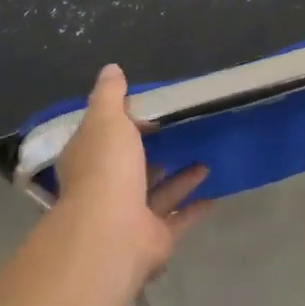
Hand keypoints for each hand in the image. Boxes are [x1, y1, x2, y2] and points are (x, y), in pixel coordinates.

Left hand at [55, 63, 210, 277]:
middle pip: (132, 166)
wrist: (113, 233)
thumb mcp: (106, 119)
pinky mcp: (154, 237)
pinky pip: (179, 219)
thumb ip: (110, 95)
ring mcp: (130, 215)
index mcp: (88, 159)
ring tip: (207, 156)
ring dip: (182, 176)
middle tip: (184, 132)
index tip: (149, 109)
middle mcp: (105, 188)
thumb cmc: (106, 169)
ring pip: (159, 192)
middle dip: (156, 151)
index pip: (101, 136)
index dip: (122, 123)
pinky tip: (216, 194)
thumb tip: (111, 69)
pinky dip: (196, 207)